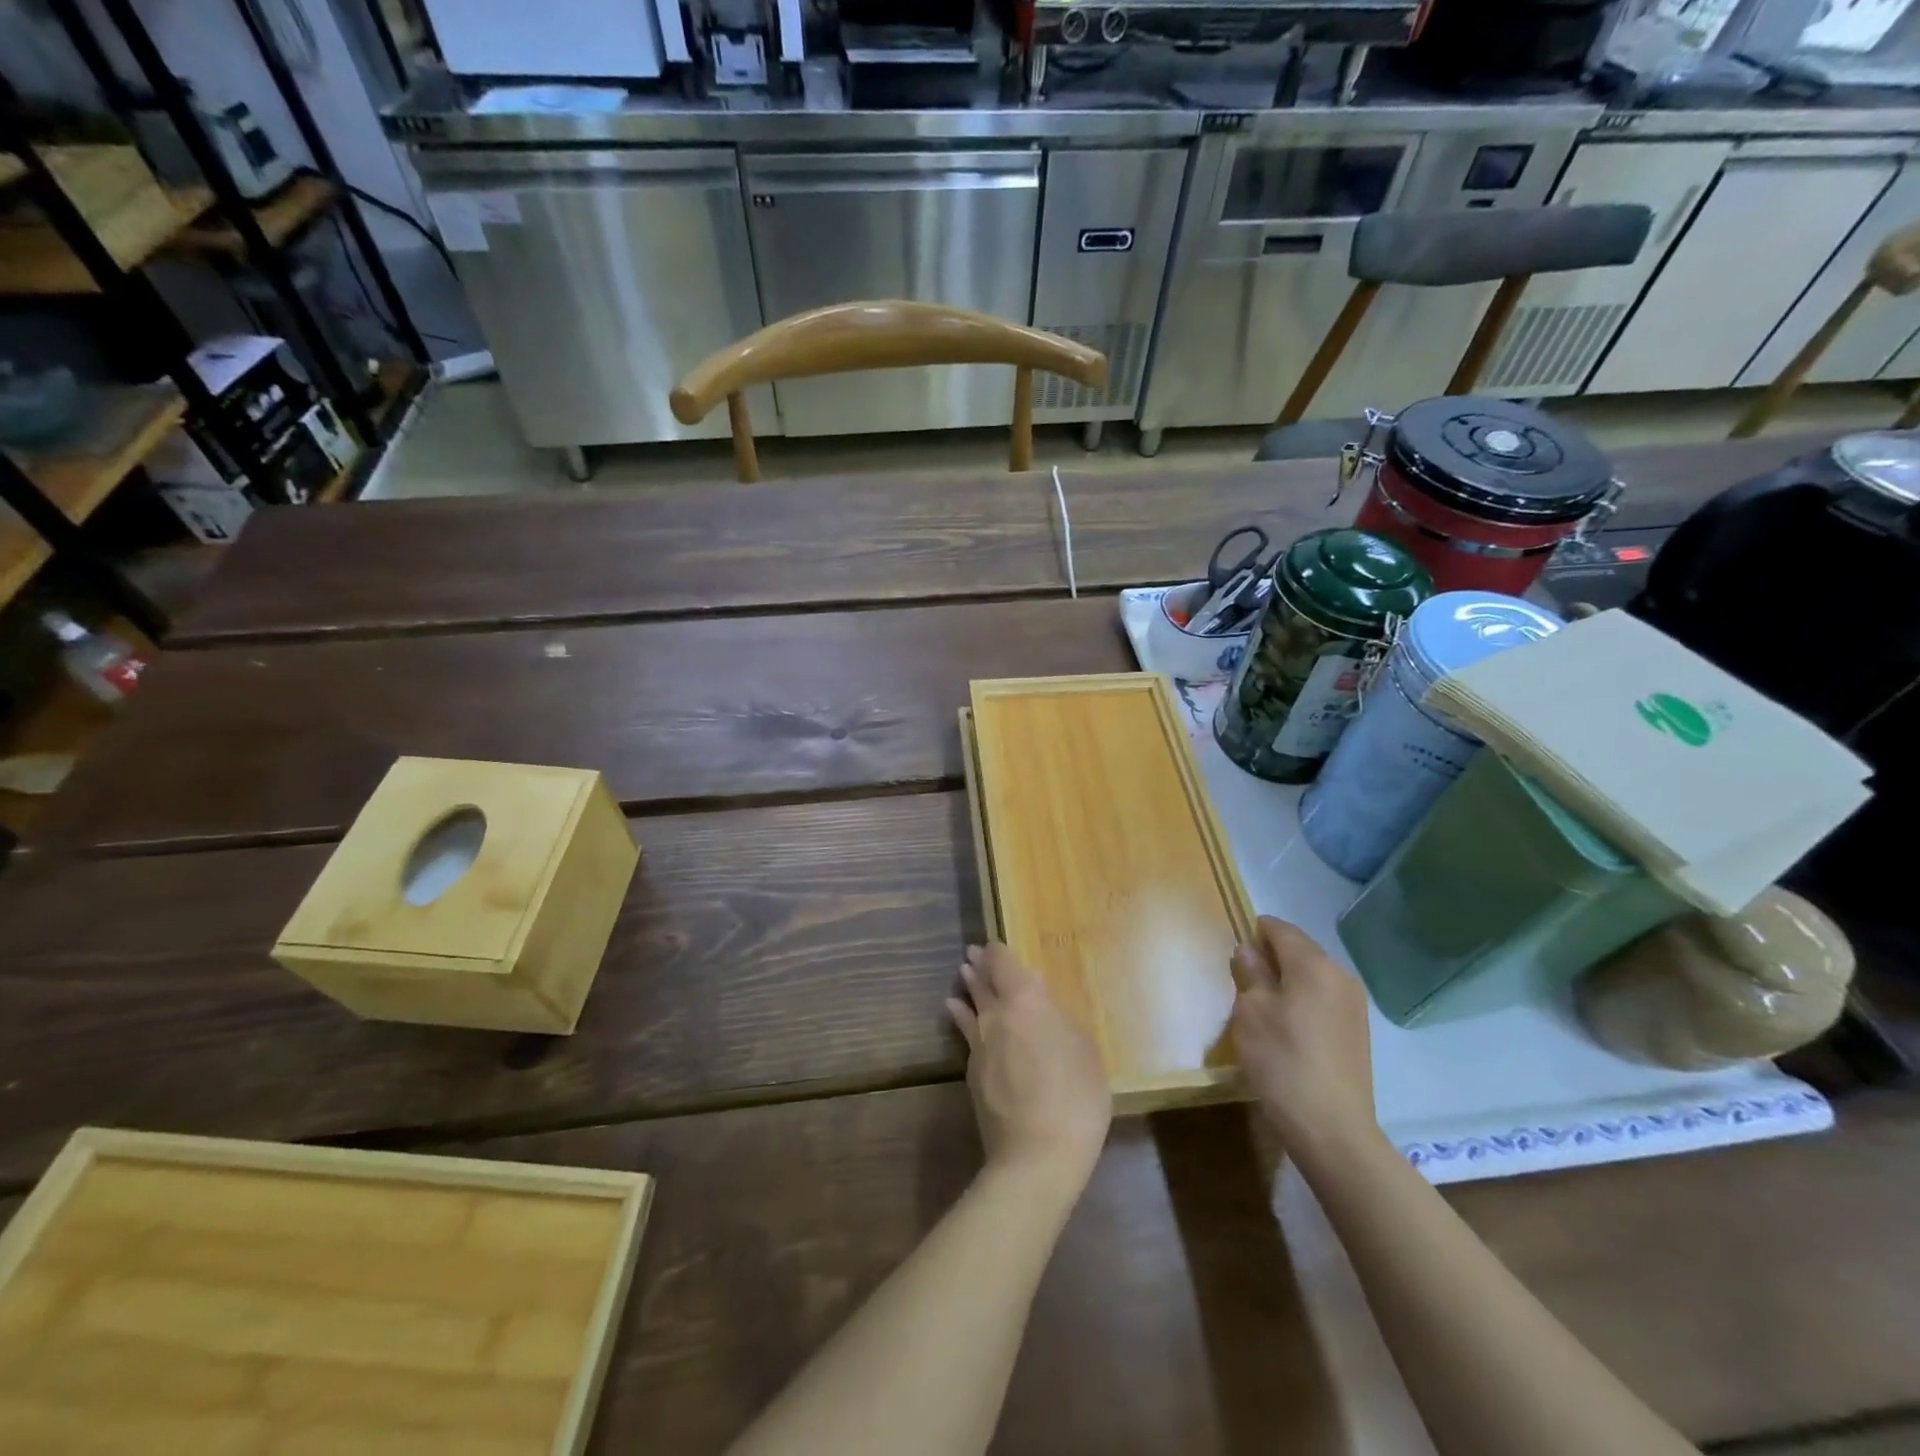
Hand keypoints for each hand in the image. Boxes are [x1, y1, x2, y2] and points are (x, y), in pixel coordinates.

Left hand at [948, 944, 1110, 1188]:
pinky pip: (966, 1034)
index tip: (994, 943)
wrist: (1036, 1156)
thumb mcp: (1082, 1050)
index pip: (1004, 965)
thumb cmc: (1074, 1097)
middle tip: (973, 953)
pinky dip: (962, 1017)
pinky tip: (958, 1013)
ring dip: (967, 988)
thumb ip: (1058, 1018)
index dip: (998, 952)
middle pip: (982, 982)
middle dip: (979, 965)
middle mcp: (995, 1016)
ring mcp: (979, 1045)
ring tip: (963, 975)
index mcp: (1025, 1002)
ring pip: (969, 1006)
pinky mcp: (972, 1073)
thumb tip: (1038, 996)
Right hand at [1230, 917, 1379, 1166]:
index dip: (1254, 933)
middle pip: (1299, 950)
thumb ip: (1249, 974)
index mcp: (1313, 965)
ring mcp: (1354, 1005)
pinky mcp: (1358, 1031)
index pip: (1280, 929)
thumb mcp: (1250, 1013)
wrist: (1332, 1129)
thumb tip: (1249, 952)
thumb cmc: (1282, 1062)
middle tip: (1243, 982)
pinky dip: (1303, 1002)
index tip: (1235, 955)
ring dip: (1287, 981)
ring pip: (1312, 976)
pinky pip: (1323, 999)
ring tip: (1263, 1008)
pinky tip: (1287, 1029)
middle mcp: (1340, 976)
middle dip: (1271, 958)